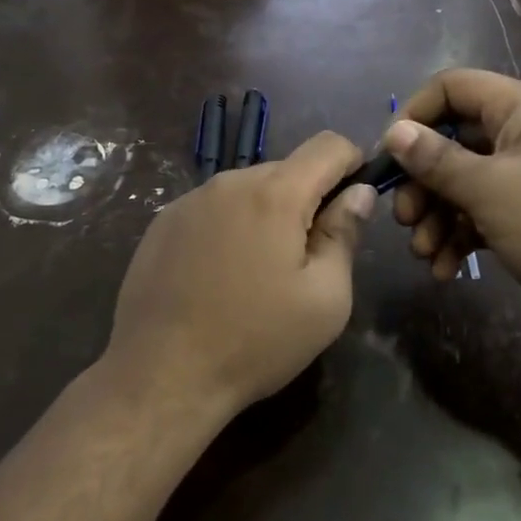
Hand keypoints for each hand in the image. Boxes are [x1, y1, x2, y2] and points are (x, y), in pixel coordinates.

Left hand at [103, 131, 374, 417]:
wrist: (161, 375)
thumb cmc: (256, 341)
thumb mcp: (326, 299)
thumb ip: (345, 234)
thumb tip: (359, 193)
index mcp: (275, 194)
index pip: (328, 145)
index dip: (353, 163)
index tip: (355, 202)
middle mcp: (229, 182)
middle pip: (287, 169)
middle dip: (308, 199)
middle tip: (308, 257)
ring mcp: (189, 200)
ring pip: (248, 189)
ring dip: (267, 214)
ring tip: (260, 272)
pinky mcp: (162, 223)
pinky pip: (213, 208)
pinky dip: (231, 226)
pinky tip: (220, 276)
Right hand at [385, 69, 520, 352]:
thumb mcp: (491, 191)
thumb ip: (437, 160)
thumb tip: (395, 130)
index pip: (452, 87)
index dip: (414, 116)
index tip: (388, 158)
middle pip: (454, 140)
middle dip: (422, 182)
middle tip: (405, 221)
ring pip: (467, 182)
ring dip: (438, 216)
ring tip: (425, 255)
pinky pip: (487, 212)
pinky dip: (463, 235)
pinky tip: (447, 270)